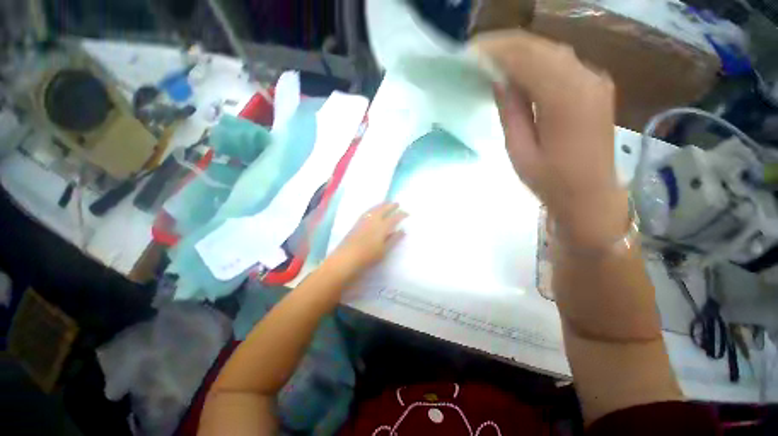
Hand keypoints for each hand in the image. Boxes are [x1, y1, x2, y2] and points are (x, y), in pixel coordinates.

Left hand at [331, 202, 407, 272]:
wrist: (347, 258)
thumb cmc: (368, 256)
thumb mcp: (384, 250)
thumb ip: (393, 239)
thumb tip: (402, 230)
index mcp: (382, 227)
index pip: (394, 218)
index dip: (401, 215)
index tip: (407, 213)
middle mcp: (373, 220)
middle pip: (383, 209)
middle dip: (390, 205)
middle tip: (397, 203)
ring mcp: (363, 221)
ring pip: (374, 209)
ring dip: (381, 205)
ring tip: (386, 203)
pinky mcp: (356, 223)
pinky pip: (367, 211)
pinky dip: (373, 208)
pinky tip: (373, 210)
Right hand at [474, 30, 628, 248]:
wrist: (590, 194)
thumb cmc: (550, 179)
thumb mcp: (520, 150)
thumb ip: (511, 111)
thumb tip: (499, 80)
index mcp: (566, 98)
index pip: (527, 58)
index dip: (496, 51)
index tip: (470, 52)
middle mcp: (586, 78)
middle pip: (541, 48)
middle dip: (506, 46)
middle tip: (477, 52)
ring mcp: (594, 79)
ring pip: (551, 51)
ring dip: (520, 51)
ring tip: (491, 58)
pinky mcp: (594, 85)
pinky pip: (561, 62)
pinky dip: (536, 60)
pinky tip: (517, 69)